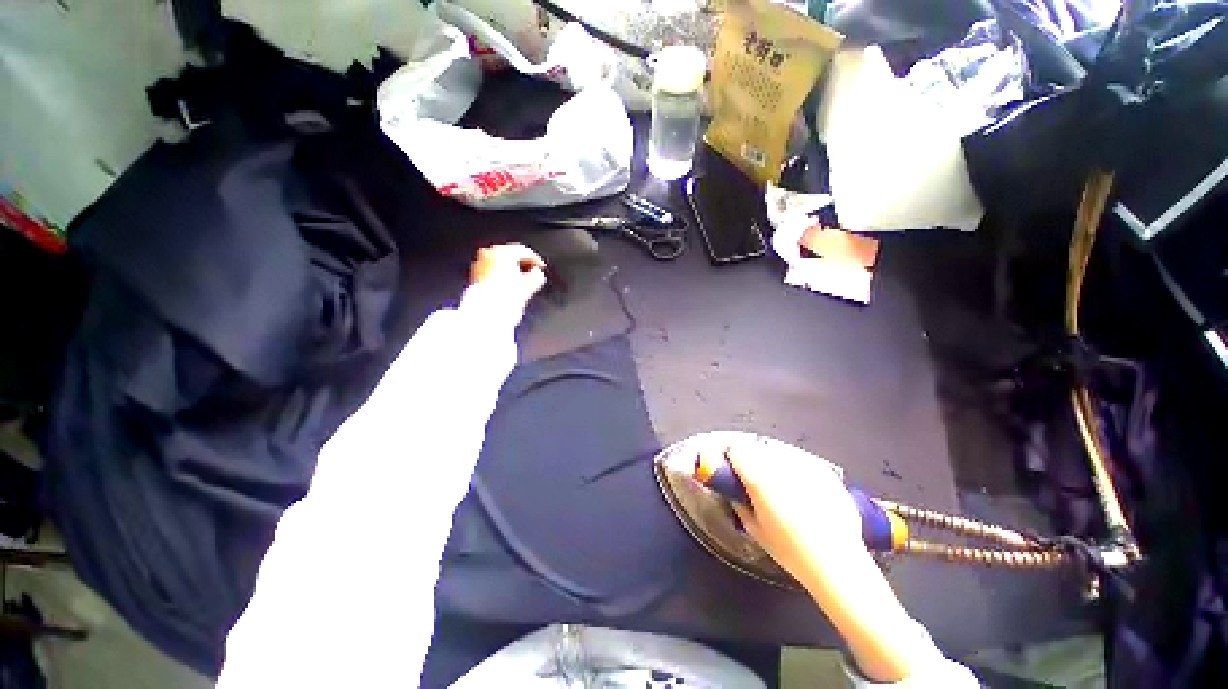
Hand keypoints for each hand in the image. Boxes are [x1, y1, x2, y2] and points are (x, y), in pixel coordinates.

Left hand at [467, 243, 547, 317]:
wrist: (487, 310)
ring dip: (512, 269)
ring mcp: (480, 263)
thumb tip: (536, 273)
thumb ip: (537, 275)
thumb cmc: (507, 296)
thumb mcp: (530, 284)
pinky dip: (501, 275)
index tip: (541, 267)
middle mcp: (489, 254)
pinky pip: (492, 271)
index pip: (523, 251)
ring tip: (521, 280)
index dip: (535, 259)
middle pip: (510, 255)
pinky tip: (508, 285)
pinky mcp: (475, 275)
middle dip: (522, 264)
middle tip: (532, 272)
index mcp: (502, 252)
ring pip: (500, 263)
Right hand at [725, 439, 928, 683]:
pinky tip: (801, 489)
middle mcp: (780, 465)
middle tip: (753, 477)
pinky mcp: (823, 470)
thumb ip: (739, 501)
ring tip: (778, 483)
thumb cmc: (790, 550)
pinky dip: (794, 468)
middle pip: (756, 447)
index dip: (730, 456)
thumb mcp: (754, 528)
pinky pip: (799, 460)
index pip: (735, 448)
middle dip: (751, 458)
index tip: (731, 466)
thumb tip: (732, 488)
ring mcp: (804, 465)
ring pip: (777, 451)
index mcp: (759, 478)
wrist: (838, 563)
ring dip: (771, 460)